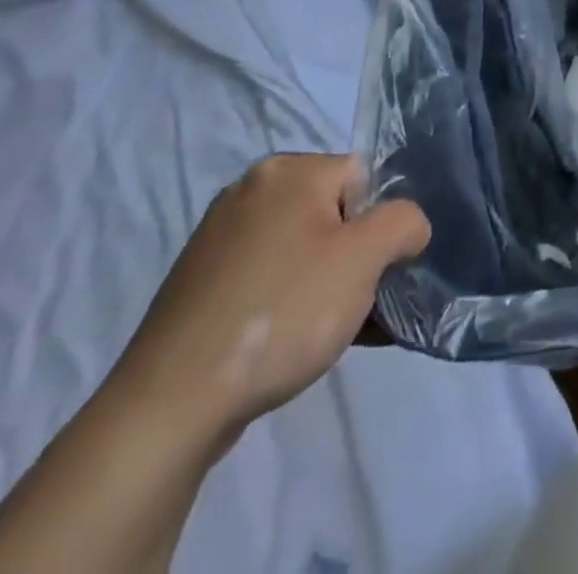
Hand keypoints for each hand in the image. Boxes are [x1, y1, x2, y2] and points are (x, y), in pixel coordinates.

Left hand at [111, 154, 429, 450]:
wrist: (168, 407)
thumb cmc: (281, 313)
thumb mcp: (365, 259)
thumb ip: (404, 223)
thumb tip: (408, 227)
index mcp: (287, 170)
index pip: (364, 177)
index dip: (380, 224)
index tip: (376, 272)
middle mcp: (250, 190)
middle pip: (334, 212)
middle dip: (356, 257)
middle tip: (359, 305)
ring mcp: (218, 238)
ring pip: (302, 249)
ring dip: (328, 283)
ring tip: (332, 334)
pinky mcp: (200, 284)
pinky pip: (268, 277)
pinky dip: (290, 301)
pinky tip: (296, 344)